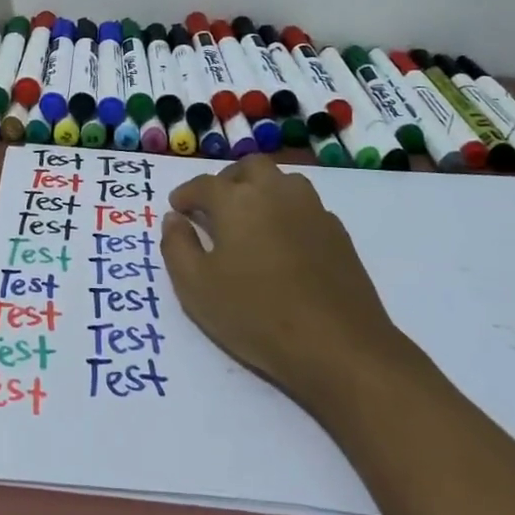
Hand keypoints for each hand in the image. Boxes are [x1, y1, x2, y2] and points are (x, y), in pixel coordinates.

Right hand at [160, 156, 402, 407]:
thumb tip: (174, 219)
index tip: (178, 209)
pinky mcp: (337, 232)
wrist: (340, 346)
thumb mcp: (196, 287)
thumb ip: (177, 246)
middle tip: (215, 206)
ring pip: (282, 181)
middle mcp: (275, 192)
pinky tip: (283, 243)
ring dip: (261, 190)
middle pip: (249, 167)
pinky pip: (305, 207)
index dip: (186, 195)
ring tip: (250, 219)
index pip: (203, 184)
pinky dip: (287, 213)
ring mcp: (311, 209)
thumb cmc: (257, 314)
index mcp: (236, 200)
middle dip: (227, 180)